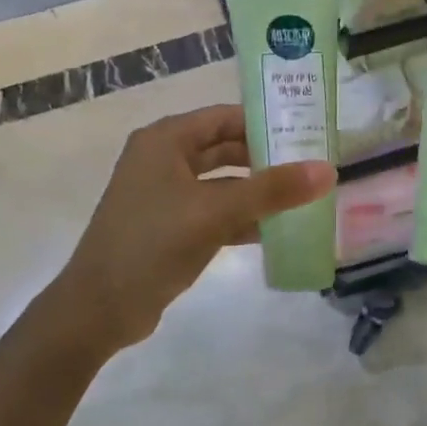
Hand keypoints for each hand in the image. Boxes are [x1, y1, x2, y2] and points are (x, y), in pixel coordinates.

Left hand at [58, 104, 336, 350]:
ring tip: (302, 199)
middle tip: (311, 166)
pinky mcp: (168, 227)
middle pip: (223, 148)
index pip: (224, 117)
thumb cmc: (152, 244)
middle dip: (264, 158)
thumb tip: (327, 170)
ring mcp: (163, 195)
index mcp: (165, 140)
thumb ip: (271, 190)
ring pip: (220, 183)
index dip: (265, 122)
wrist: (99, 308)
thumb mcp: (215, 212)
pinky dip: (239, 218)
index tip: (307, 132)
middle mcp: (162, 159)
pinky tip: (273, 231)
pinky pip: (212, 212)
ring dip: (255, 191)